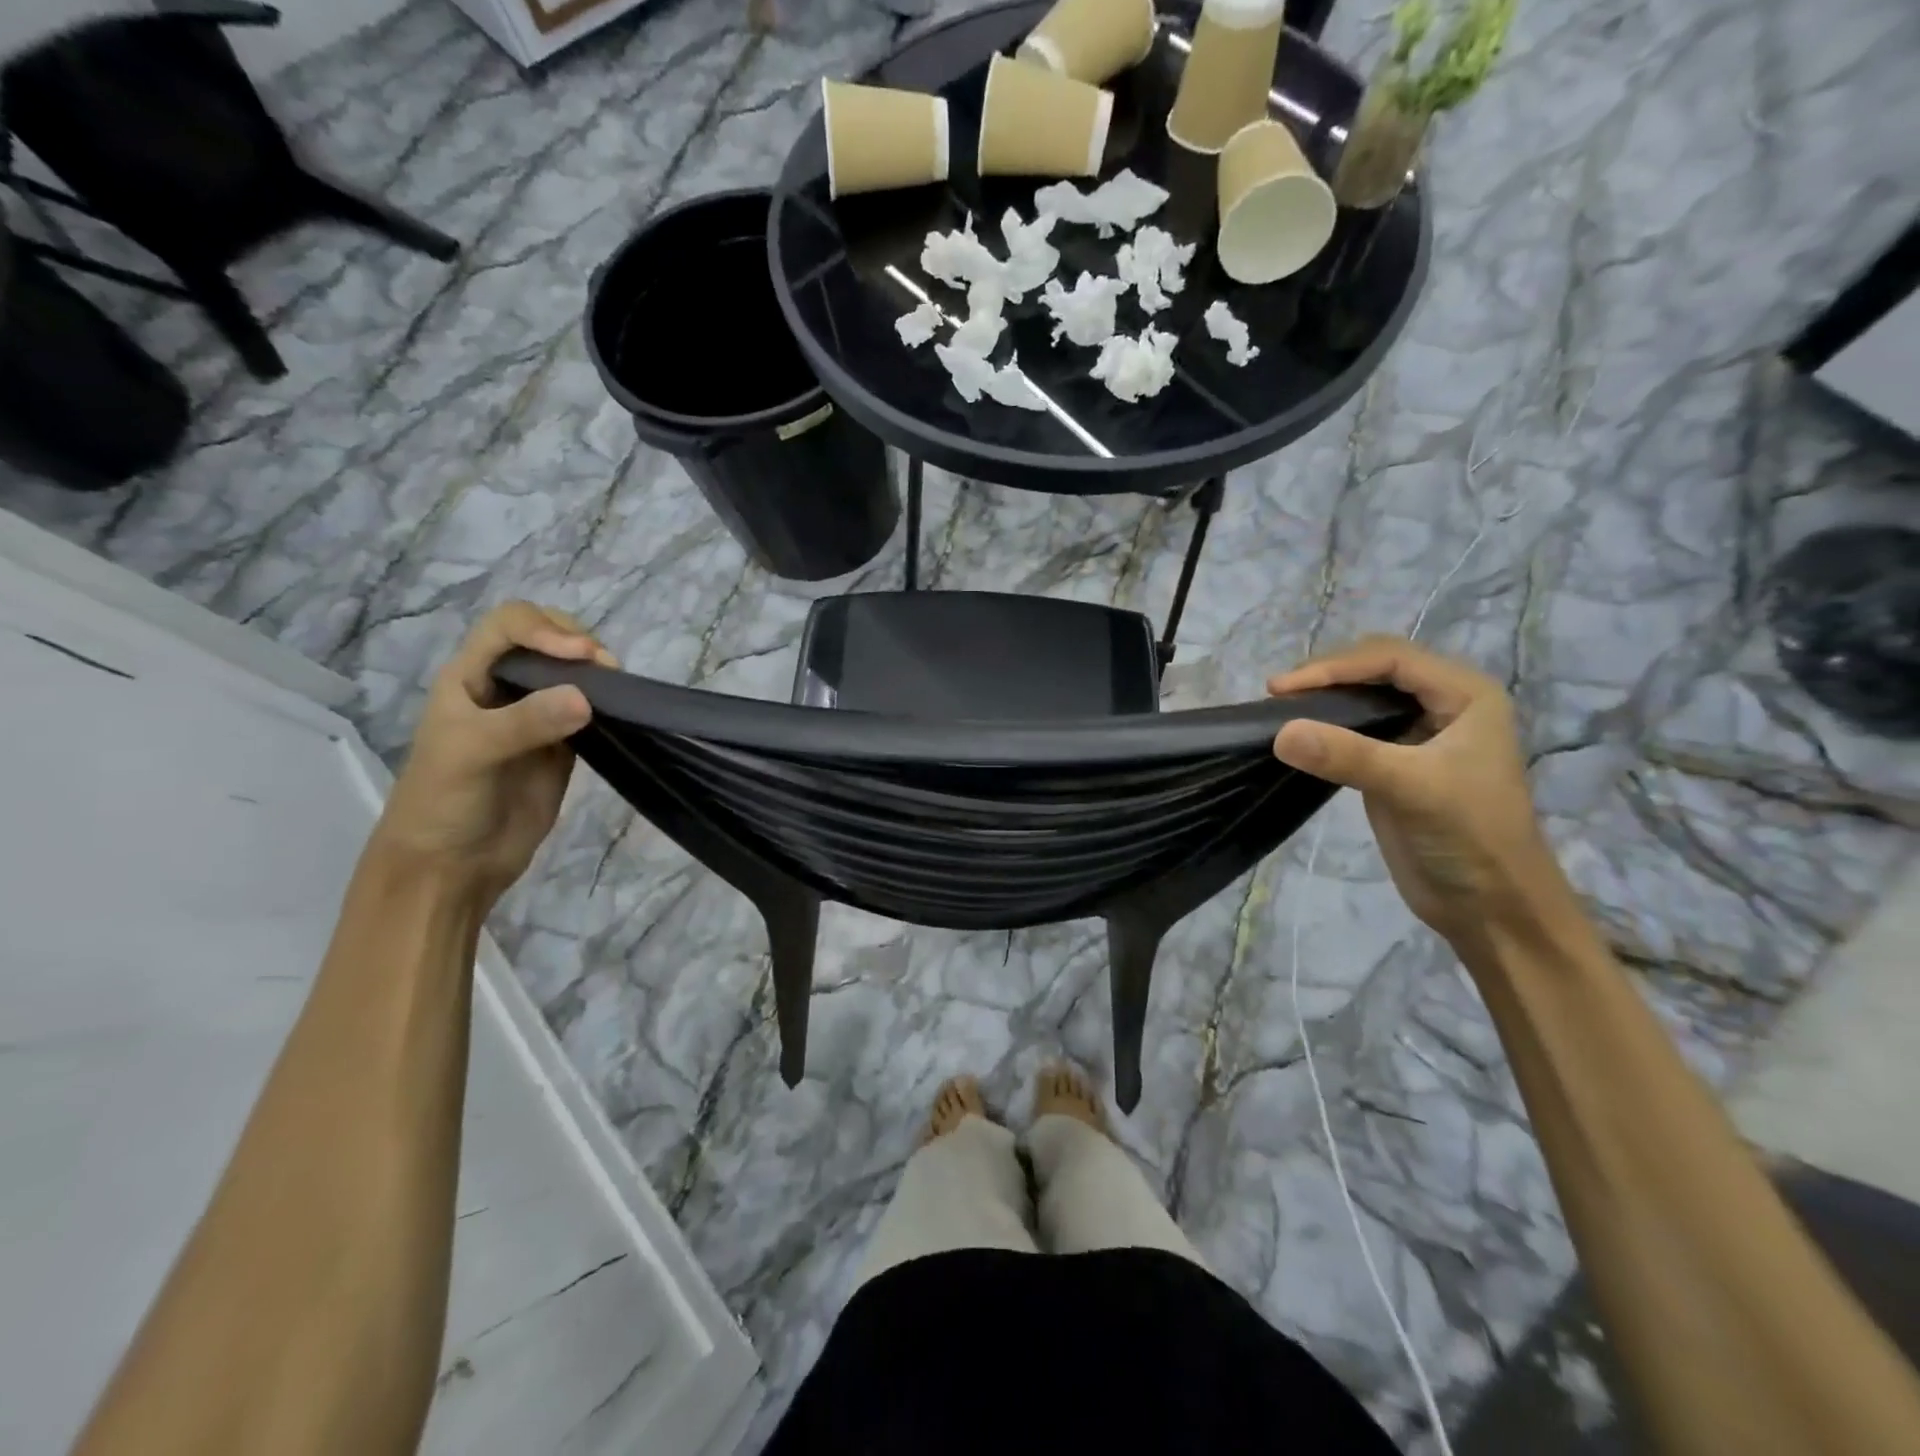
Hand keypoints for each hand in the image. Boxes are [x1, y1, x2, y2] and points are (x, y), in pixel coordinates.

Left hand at [374, 603, 615, 903]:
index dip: (545, 629)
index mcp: (470, 677)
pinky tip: (620, 713)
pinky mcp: (563, 748)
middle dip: (578, 644)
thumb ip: (524, 723)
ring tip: (619, 690)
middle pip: (547, 640)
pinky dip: (608, 707)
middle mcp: (505, 689)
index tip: (579, 655)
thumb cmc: (442, 803)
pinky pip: (591, 713)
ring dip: (598, 674)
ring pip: (573, 675)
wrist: (452, 867)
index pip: (510, 625)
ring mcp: (537, 718)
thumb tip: (586, 698)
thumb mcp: (470, 754)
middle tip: (606, 670)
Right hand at [1268, 637, 1566, 942]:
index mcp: (1465, 695)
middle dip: (1327, 676)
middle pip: (1375, 670)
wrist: (1492, 907)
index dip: (1335, 666)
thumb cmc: (1471, 837)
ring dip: (1322, 701)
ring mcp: (1418, 736)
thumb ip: (1347, 755)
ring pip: (1362, 699)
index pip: (1391, 658)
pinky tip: (1297, 738)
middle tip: (1278, 696)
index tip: (1283, 689)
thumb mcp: (1412, 788)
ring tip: (1280, 711)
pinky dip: (1324, 729)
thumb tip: (1280, 732)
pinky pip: (1353, 732)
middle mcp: (1444, 705)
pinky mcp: (1394, 765)